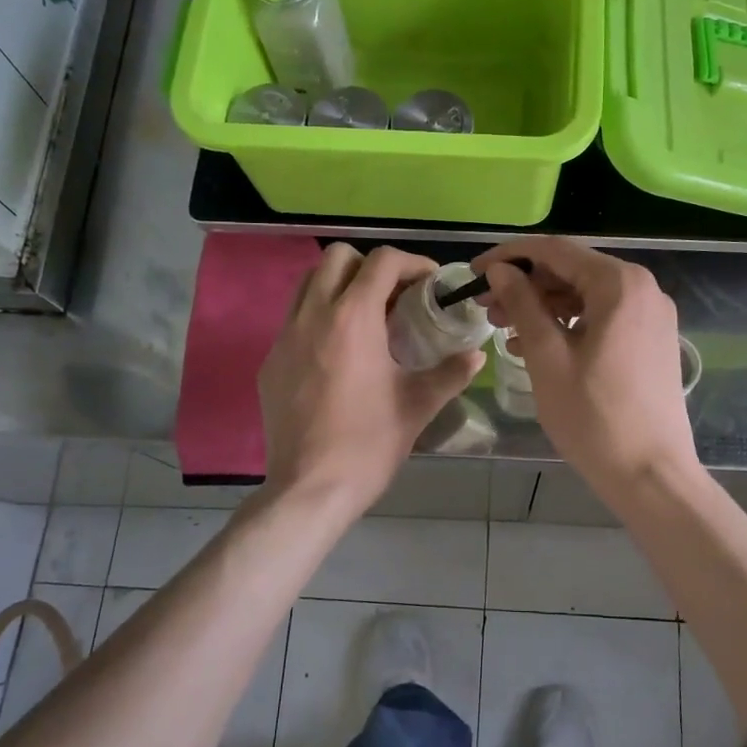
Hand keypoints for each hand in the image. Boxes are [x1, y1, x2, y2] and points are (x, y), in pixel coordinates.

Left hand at [259, 244, 483, 518]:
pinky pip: (294, 320)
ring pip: (308, 283)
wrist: (310, 489)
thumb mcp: (418, 405)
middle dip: (370, 265)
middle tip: (395, 295)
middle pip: (337, 257)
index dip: (412, 263)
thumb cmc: (369, 443)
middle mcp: (313, 315)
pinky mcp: (270, 362)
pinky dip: (320, 318)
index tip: (430, 283)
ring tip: (366, 316)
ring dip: (340, 286)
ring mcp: (284, 337)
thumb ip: (451, 372)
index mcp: (353, 318)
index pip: (382, 261)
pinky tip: (339, 354)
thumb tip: (477, 355)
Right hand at [473, 237, 697, 493]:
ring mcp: (652, 315)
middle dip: (526, 286)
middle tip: (487, 309)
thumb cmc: (594, 417)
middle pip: (572, 271)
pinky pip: (603, 317)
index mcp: (619, 284)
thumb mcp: (548, 357)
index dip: (510, 257)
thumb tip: (500, 270)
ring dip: (544, 307)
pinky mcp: (652, 340)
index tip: (474, 273)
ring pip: (587, 295)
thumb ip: (523, 304)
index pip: (555, 251)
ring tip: (505, 331)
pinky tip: (537, 346)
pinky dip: (569, 325)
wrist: (651, 475)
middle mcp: (643, 288)